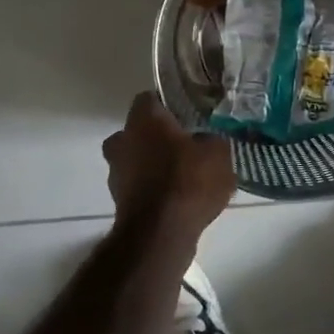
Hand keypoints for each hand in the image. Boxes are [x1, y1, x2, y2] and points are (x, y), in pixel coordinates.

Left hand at [103, 92, 235, 240]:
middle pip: (138, 130)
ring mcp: (116, 173)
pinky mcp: (119, 202)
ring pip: (136, 159)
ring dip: (154, 164)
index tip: (187, 113)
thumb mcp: (217, 152)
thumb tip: (207, 139)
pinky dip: (154, 189)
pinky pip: (140, 186)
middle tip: (185, 144)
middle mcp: (122, 140)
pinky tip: (178, 199)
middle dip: (158, 136)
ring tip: (185, 176)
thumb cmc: (187, 181)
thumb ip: (212, 138)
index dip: (168, 104)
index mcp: (143, 119)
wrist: (160, 234)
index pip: (149, 98)